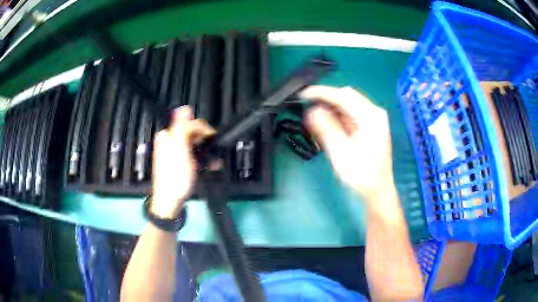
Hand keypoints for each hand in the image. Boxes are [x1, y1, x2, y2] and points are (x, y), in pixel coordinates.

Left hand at [151, 106, 214, 218]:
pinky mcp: (179, 163)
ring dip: (207, 150)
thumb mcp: (179, 149)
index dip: (202, 128)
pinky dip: (202, 159)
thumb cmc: (175, 177)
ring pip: (194, 145)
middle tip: (215, 150)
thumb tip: (186, 108)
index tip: (213, 138)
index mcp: (167, 136)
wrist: (170, 201)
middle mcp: (169, 141)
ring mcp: (174, 153)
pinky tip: (212, 165)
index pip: (188, 122)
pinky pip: (193, 155)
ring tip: (216, 160)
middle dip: (205, 140)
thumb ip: (183, 128)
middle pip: (191, 133)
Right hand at [302, 86, 394, 207]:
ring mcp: (373, 119)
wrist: (378, 192)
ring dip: (331, 108)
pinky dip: (337, 116)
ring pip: (348, 104)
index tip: (302, 94)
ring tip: (315, 117)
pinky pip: (350, 114)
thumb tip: (311, 111)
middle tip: (307, 106)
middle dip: (326, 99)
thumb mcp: (341, 153)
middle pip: (346, 96)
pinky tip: (327, 124)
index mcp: (370, 116)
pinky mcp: (369, 126)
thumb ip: (326, 129)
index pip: (343, 96)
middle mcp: (374, 113)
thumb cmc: (361, 175)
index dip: (321, 93)